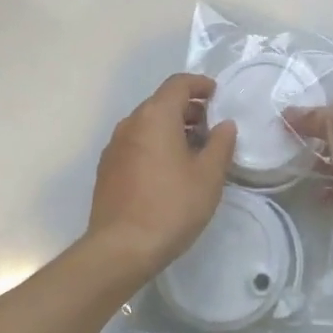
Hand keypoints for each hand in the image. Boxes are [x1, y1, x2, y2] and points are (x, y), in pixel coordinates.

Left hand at [85, 73, 237, 281]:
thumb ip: (221, 144)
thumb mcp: (208, 176)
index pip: (178, 84)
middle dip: (188, 109)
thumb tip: (225, 125)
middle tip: (211, 127)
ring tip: (193, 151)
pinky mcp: (107, 168)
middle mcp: (131, 123)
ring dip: (171, 128)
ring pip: (147, 124)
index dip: (200, 84)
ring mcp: (115, 146)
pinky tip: (169, 171)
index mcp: (155, 116)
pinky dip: (155, 144)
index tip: (217, 94)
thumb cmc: (171, 206)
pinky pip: (136, 143)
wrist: (120, 249)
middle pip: (161, 102)